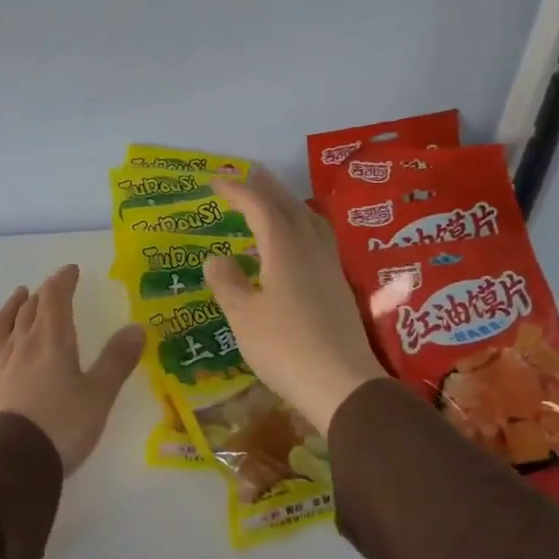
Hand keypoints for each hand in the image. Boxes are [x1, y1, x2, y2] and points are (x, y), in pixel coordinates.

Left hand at [0, 264, 144, 473]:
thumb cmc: (60, 425)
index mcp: (51, 339)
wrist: (7, 461)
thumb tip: (137, 327)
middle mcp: (21, 342)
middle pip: (30, 308)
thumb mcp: (98, 395)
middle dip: (43, 294)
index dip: (63, 280)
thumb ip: (117, 360)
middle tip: (51, 288)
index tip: (71, 271)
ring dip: (14, 306)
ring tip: (19, 297)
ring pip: (5, 322)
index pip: (55, 297)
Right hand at [201, 169, 387, 435]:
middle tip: (250, 173)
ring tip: (274, 200)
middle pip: (290, 208)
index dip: (238, 191)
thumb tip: (216, 257)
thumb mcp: (244, 317)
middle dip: (268, 188)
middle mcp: (311, 251)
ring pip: (310, 222)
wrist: (342, 385)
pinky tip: (294, 244)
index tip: (216, 180)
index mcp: (285, 250)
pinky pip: (318, 240)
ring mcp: (329, 269)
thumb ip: (227, 283)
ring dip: (289, 204)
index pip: (260, 208)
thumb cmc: (285, 348)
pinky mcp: (338, 288)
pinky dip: (301, 227)